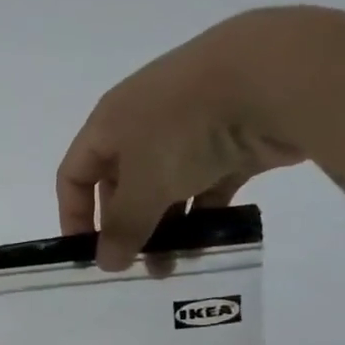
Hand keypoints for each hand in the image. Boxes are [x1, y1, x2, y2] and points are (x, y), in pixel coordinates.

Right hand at [58, 13, 305, 270]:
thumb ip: (123, 226)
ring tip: (175, 267)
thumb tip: (104, 262)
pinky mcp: (230, 144)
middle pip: (121, 185)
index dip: (74, 215)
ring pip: (166, 189)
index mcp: (109, 124)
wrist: (270, 77)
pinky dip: (204, 215)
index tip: (88, 256)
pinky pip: (207, 186)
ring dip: (166, 228)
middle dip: (127, 228)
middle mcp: (142, 125)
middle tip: (139, 267)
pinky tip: (209, 246)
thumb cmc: (184, 127)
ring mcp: (189, 132)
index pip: (74, 173)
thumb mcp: (144, 183)